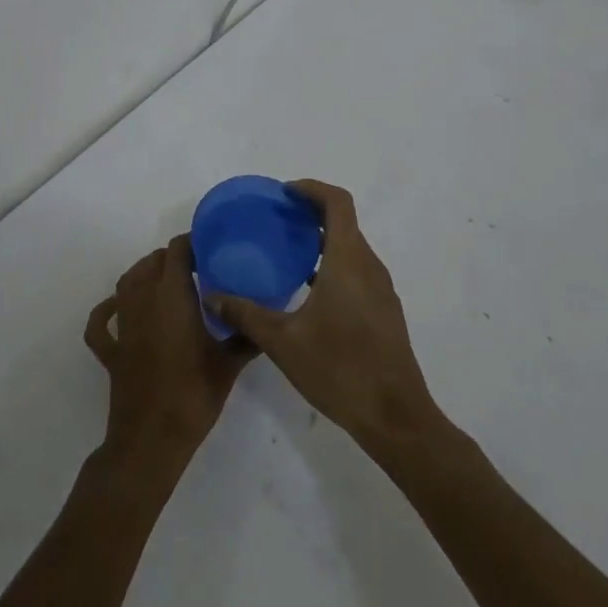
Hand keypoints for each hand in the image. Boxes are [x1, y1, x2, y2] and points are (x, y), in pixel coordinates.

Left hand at [85, 235, 252, 470]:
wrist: (151, 439)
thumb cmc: (193, 394)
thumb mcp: (228, 364)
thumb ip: (246, 337)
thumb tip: (264, 321)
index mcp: (172, 295)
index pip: (177, 251)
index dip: (192, 244)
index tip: (211, 251)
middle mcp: (143, 300)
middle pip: (152, 262)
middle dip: (172, 258)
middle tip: (198, 270)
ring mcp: (123, 325)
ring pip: (127, 282)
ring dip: (144, 274)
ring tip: (166, 281)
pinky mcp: (111, 350)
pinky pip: (101, 322)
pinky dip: (107, 311)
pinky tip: (118, 309)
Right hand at [207, 180, 442, 458]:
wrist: (395, 417)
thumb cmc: (339, 369)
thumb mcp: (283, 342)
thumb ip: (245, 314)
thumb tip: (212, 295)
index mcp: (348, 260)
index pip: (337, 203)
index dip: (312, 189)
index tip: (284, 194)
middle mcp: (369, 266)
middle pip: (344, 222)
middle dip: (312, 213)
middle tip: (277, 220)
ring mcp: (381, 290)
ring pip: (352, 248)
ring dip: (323, 240)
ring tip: (288, 252)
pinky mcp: (384, 311)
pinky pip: (358, 271)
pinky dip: (334, 264)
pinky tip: (309, 291)